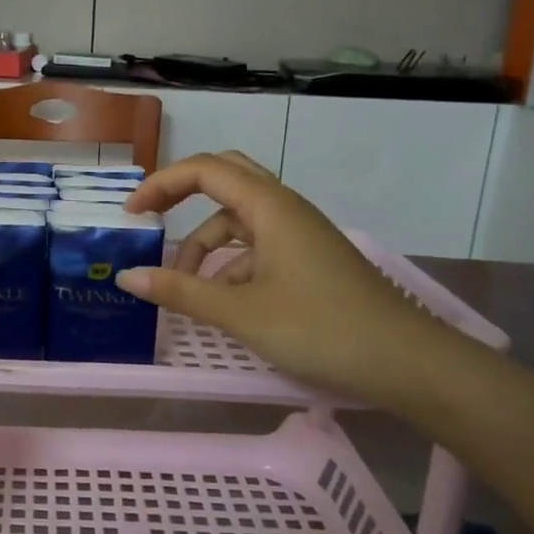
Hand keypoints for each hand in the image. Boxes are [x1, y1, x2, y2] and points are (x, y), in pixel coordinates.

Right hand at [119, 152, 462, 405]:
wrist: (406, 362)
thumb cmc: (320, 329)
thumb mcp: (241, 313)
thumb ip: (181, 292)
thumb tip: (127, 277)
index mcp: (270, 207)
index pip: (206, 170)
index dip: (162, 183)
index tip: (131, 213)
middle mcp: (285, 209)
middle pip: (225, 180)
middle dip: (183, 196)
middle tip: (151, 220)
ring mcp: (300, 234)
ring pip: (240, 221)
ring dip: (206, 244)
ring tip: (186, 287)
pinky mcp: (309, 260)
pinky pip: (258, 247)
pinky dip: (231, 265)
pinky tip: (224, 303)